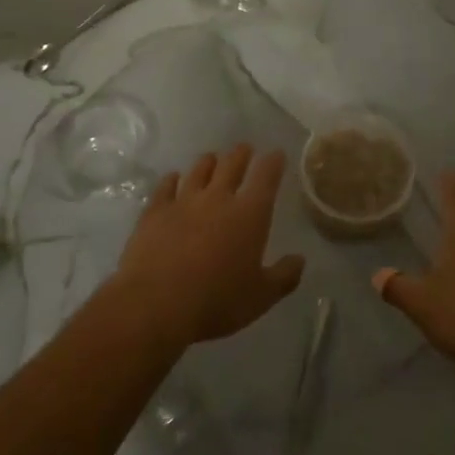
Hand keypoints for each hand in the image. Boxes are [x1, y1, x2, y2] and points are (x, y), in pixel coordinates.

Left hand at [113, 145, 304, 345]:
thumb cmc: (217, 302)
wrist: (156, 304)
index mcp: (250, 214)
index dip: (273, 162)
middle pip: (232, 165)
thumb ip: (284, 276)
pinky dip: (172, 179)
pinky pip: (165, 186)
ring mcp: (183, 202)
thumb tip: (299, 259)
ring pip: (199, 171)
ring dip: (209, 162)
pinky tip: (173, 178)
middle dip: (241, 154)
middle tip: (245, 149)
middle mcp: (218, 198)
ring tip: (213, 158)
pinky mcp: (154, 212)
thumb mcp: (261, 297)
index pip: (266, 177)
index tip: (276, 154)